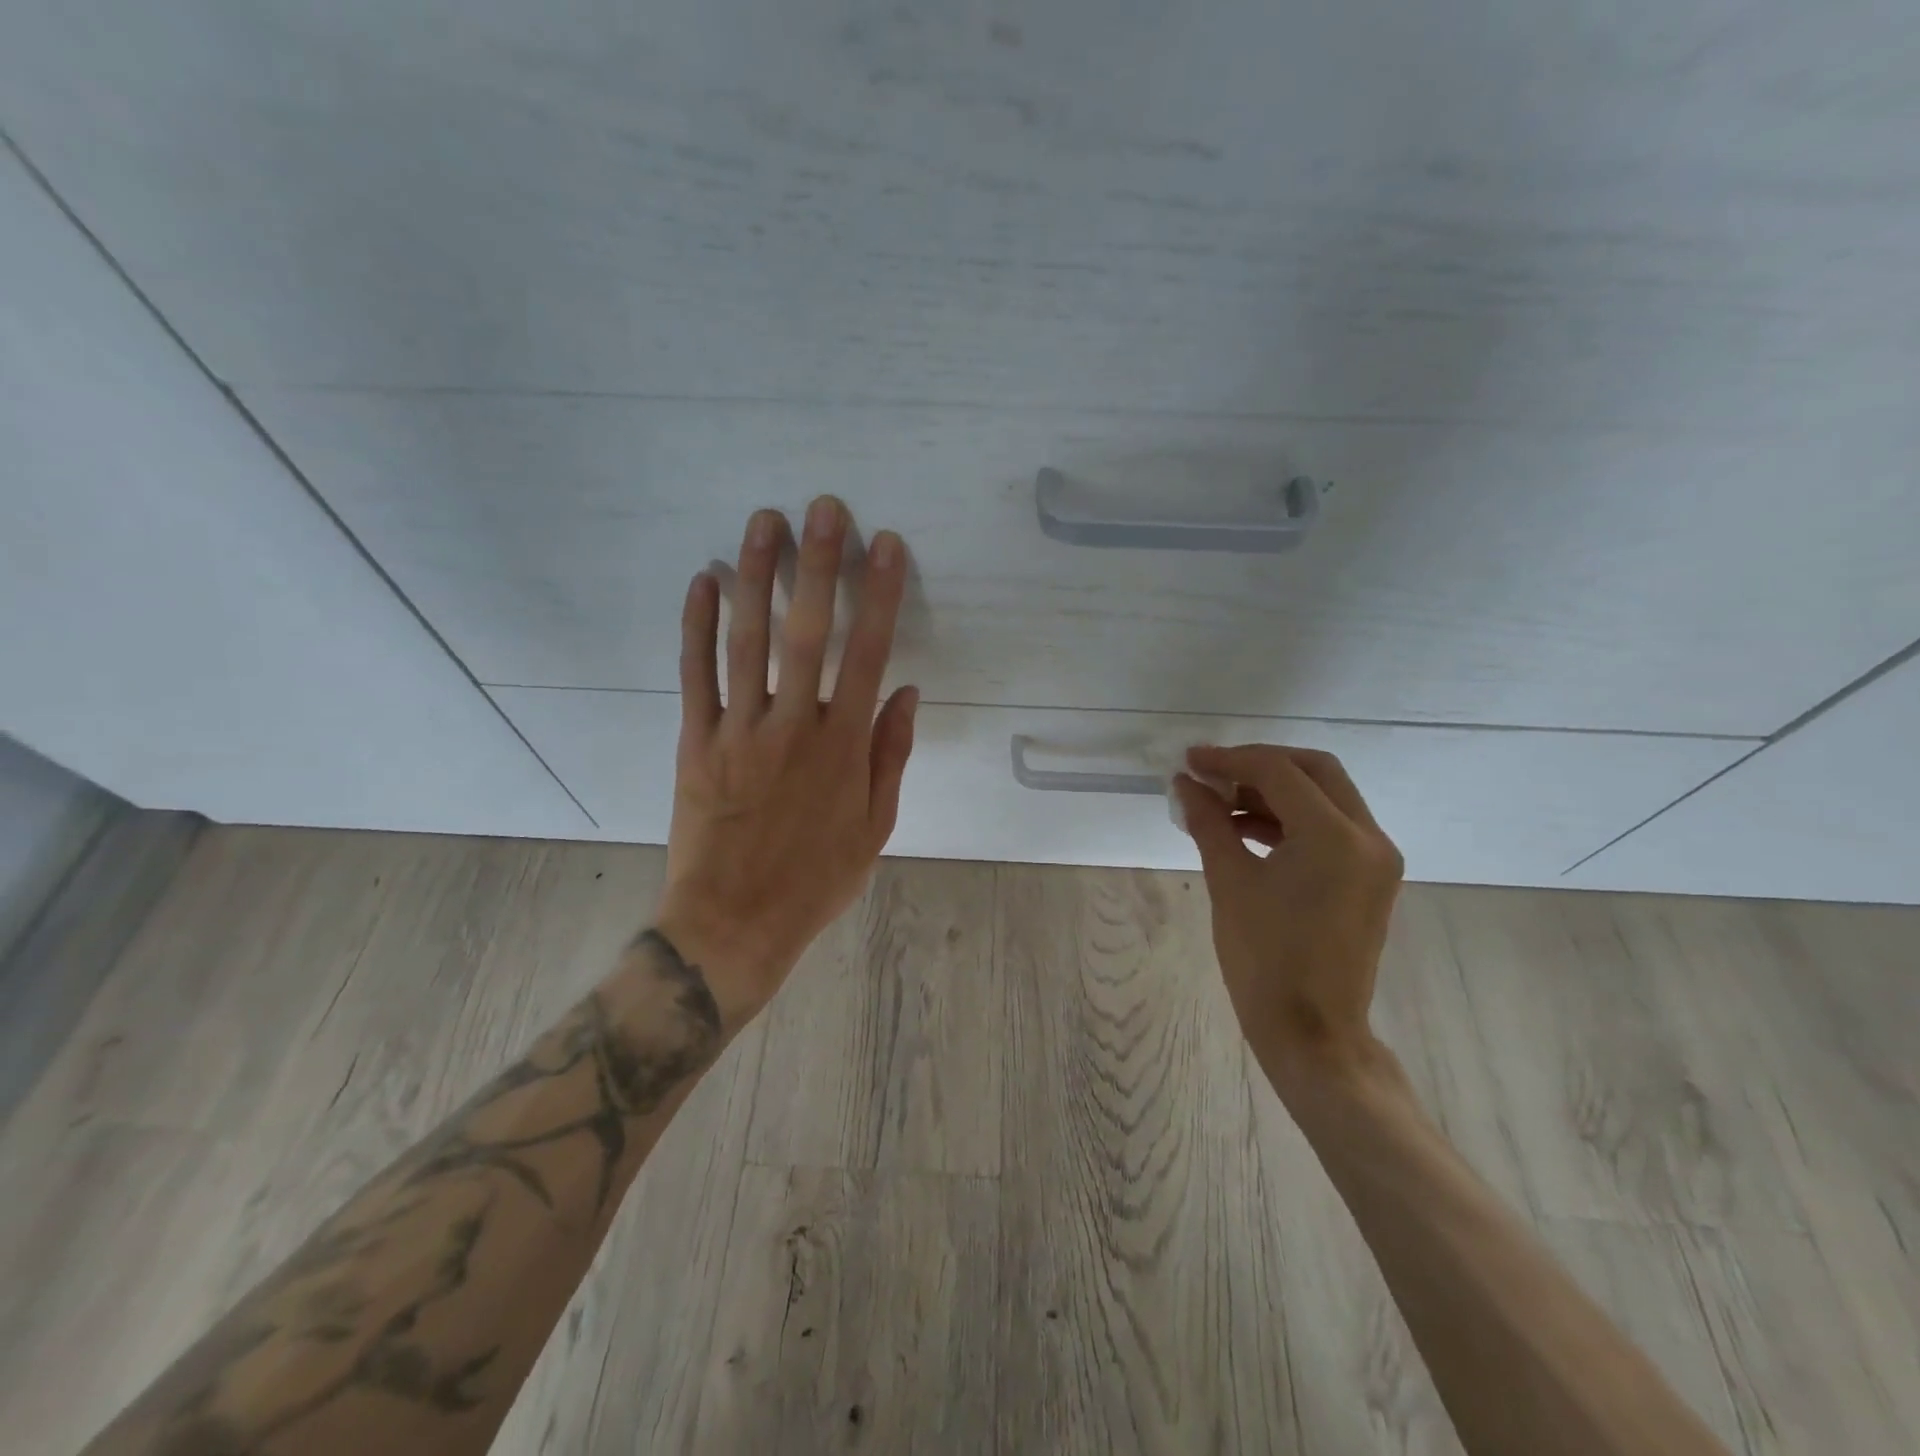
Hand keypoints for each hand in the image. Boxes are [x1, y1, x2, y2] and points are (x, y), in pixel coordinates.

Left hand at [657, 496, 917, 1030]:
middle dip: (816, 564)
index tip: (884, 547)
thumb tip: (906, 693)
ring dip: (754, 576)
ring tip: (761, 522)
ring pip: (746, 640)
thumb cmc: (815, 879)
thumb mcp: (875, 827)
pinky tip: (701, 582)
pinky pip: (694, 675)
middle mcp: (793, 726)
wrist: (734, 923)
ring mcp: (739, 731)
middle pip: (806, 632)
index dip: (878, 595)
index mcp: (843, 747)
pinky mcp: (695, 742)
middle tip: (821, 509)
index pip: (867, 655)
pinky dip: (696, 626)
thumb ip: (891, 755)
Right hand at [1174, 745, 1404, 1092]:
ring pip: (1325, 796)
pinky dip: (1290, 819)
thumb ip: (1208, 822)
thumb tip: (1185, 783)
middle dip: (1259, 765)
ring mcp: (1376, 858)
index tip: (1189, 761)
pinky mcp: (1371, 877)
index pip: (1279, 772)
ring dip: (1274, 792)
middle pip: (1314, 771)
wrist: (1312, 1033)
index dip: (1230, 760)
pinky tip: (1245, 830)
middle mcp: (1368, 837)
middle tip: (1211, 774)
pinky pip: (1331, 827)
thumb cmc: (1264, 959)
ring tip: (1220, 805)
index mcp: (1335, 837)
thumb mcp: (1229, 882)